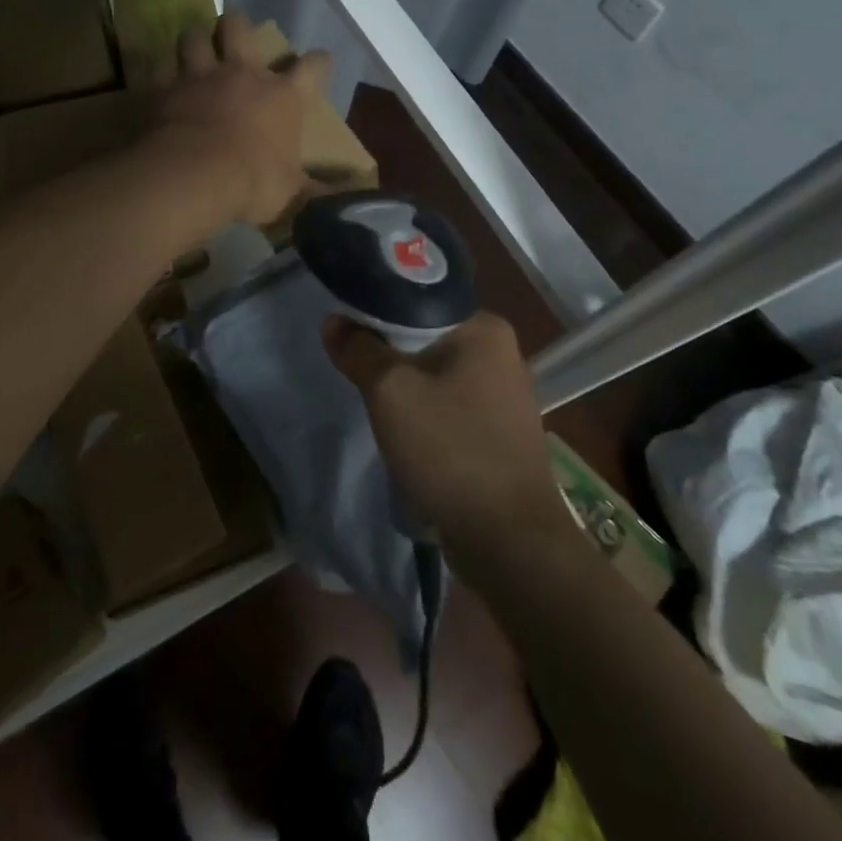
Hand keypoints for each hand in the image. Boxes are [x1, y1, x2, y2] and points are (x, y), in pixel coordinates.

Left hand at [144, 10, 330, 226]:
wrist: (195, 176)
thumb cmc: (252, 182)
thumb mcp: (289, 192)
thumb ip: (308, 187)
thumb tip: (335, 195)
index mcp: (282, 97)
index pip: (313, 69)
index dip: (319, 63)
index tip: (321, 61)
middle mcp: (241, 75)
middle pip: (239, 29)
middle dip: (237, 25)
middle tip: (234, 30)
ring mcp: (199, 78)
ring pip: (193, 38)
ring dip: (194, 40)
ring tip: (194, 45)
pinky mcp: (164, 89)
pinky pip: (158, 69)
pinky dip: (159, 73)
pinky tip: (159, 79)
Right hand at [321, 311, 569, 549]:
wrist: (508, 540)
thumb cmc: (449, 449)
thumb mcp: (389, 391)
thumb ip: (358, 349)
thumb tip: (333, 321)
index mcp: (485, 327)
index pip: (417, 301)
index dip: (375, 312)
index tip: (345, 331)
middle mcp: (501, 352)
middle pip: (425, 336)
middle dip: (388, 353)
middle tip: (355, 370)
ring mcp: (504, 394)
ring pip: (435, 372)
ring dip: (404, 385)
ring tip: (375, 402)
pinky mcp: (500, 430)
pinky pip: (450, 403)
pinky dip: (424, 410)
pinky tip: (406, 431)